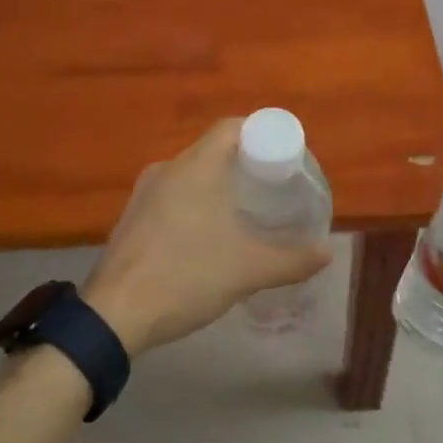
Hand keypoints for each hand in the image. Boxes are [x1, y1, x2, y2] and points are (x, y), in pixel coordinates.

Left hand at [82, 119, 332, 355]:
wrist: (115, 315)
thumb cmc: (186, 276)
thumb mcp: (248, 269)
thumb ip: (292, 259)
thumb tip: (327, 252)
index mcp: (195, 166)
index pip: (232, 127)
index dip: (262, 134)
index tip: (284, 159)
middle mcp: (168, 169)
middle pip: (214, 150)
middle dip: (246, 165)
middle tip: (273, 189)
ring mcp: (145, 193)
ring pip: (192, 175)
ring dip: (219, 187)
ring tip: (246, 214)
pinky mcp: (132, 218)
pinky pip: (173, 196)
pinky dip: (196, 204)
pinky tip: (208, 238)